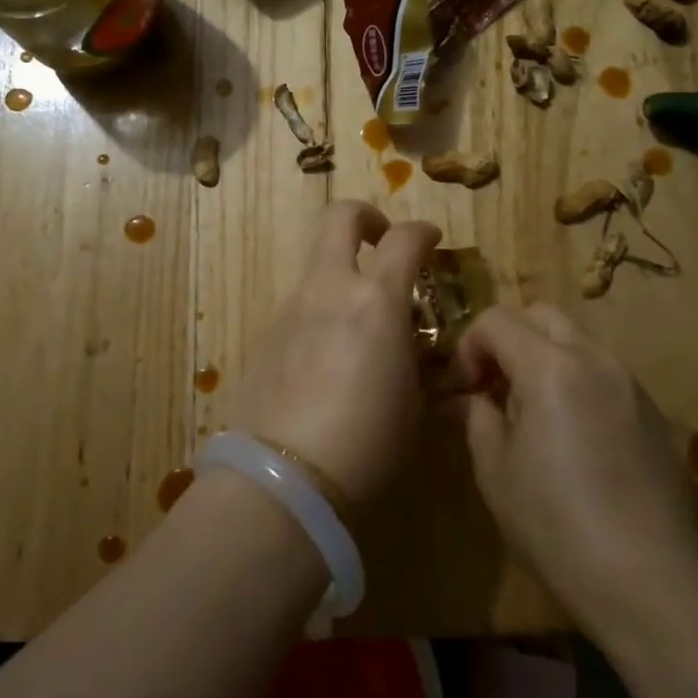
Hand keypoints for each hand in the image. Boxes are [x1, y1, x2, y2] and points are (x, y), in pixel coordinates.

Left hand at [235, 202, 441, 503]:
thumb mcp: (415, 406)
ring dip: (342, 275)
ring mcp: (290, 309)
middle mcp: (329, 289)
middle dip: (367, 218)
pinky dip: (320, 313)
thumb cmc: (369, 444)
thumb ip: (419, 362)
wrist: (284, 480)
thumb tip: (417, 348)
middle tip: (383, 245)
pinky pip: (299, 307)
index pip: (405, 237)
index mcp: (376, 299)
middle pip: (340, 217)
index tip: (433, 241)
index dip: (424, 231)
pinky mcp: (265, 336)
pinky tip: (328, 361)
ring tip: (360, 325)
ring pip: (318, 266)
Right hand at [454, 303, 697, 625]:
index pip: (496, 320)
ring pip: (577, 341)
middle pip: (542, 315)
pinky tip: (574, 438)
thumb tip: (473, 400)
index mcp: (550, 367)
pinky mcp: (654, 413)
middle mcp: (594, 360)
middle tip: (495, 387)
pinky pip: (603, 373)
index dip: (469, 346)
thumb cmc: (558, 526)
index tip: (465, 389)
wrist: (654, 582)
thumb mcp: (496, 473)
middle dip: (509, 338)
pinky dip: (576, 381)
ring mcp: (630, 384)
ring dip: (544, 358)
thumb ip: (479, 419)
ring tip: (533, 414)